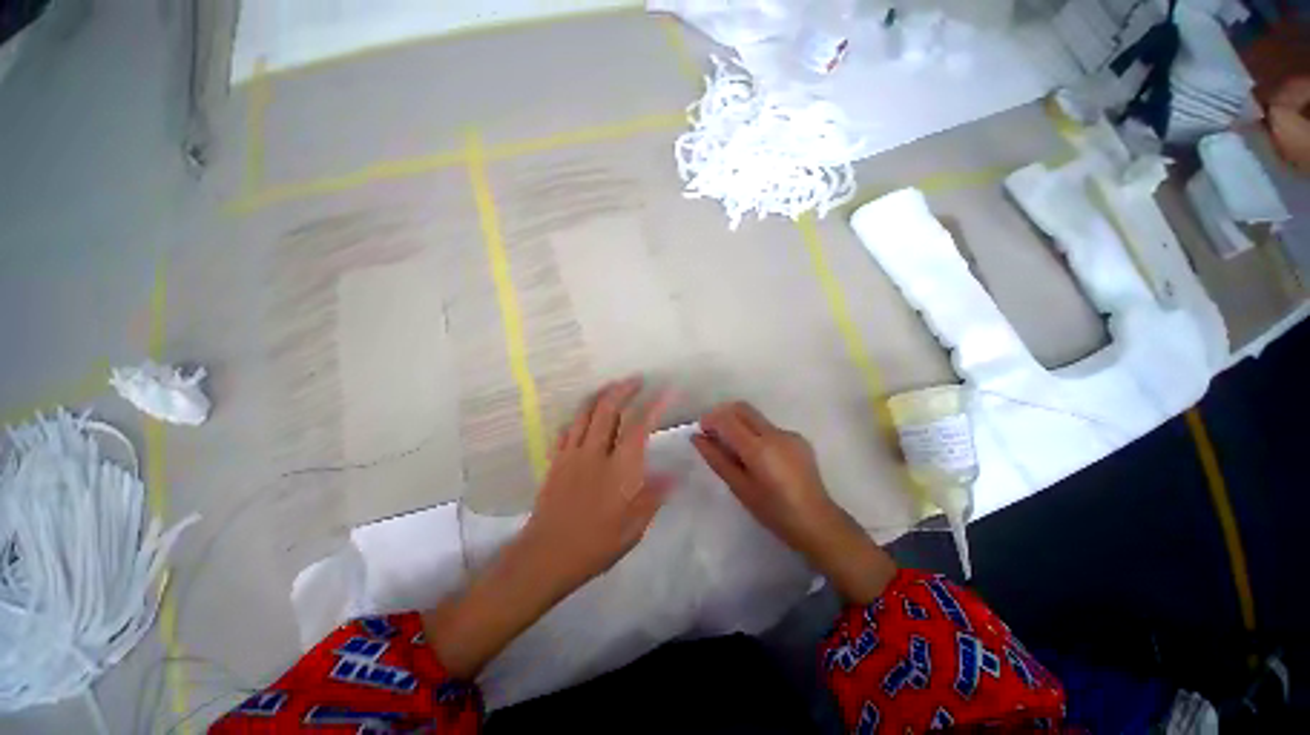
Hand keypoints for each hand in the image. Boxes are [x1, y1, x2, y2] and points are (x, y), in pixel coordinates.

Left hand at [521, 377, 673, 589]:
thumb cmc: (595, 544)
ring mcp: (573, 454)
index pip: (640, 426)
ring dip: (601, 395)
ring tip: (612, 387)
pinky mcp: (556, 461)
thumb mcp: (634, 527)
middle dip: (624, 389)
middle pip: (609, 409)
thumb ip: (654, 496)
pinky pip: (567, 429)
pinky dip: (578, 417)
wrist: (546, 556)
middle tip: (636, 379)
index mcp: (620, 468)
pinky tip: (584, 416)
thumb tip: (674, 475)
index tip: (666, 390)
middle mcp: (596, 453)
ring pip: (586, 413)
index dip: (655, 405)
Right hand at [691, 401, 838, 557]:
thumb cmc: (773, 511)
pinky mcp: (799, 438)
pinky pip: (769, 428)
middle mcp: (775, 433)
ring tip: (735, 449)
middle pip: (742, 408)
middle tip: (713, 433)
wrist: (817, 522)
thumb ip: (717, 458)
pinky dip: (756, 433)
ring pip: (755, 417)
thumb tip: (697, 437)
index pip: (727, 419)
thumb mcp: (739, 487)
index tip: (701, 430)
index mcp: (759, 448)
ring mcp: (789, 434)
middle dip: (723, 414)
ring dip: (739, 424)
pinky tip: (759, 458)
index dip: (710, 419)